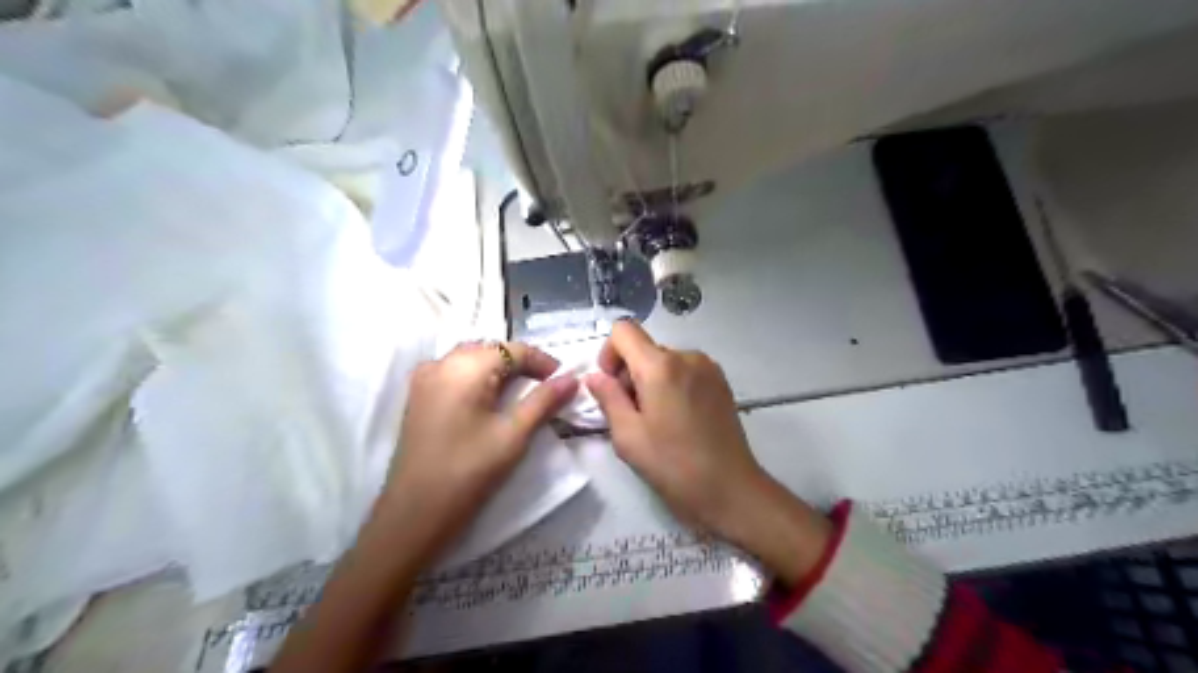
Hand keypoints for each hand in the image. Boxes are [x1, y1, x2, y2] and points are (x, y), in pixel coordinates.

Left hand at [375, 342, 577, 561]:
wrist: (414, 514)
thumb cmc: (468, 471)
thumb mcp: (513, 434)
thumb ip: (544, 401)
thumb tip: (573, 378)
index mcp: (465, 366)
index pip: (513, 349)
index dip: (542, 361)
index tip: (564, 381)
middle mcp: (441, 362)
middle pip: (491, 350)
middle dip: (521, 364)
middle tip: (546, 387)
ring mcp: (424, 378)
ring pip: (472, 359)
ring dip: (499, 370)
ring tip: (522, 393)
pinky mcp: (418, 396)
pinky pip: (454, 372)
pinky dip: (478, 378)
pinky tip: (490, 400)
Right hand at [583, 320, 829, 583]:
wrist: (731, 489)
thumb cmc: (673, 466)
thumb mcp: (628, 436)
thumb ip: (607, 398)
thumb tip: (595, 377)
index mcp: (660, 366)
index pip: (623, 330)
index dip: (609, 353)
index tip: (611, 386)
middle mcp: (687, 356)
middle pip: (645, 347)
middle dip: (630, 373)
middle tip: (633, 415)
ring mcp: (708, 367)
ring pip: (664, 360)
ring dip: (651, 381)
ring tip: (658, 420)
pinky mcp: (720, 381)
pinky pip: (685, 370)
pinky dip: (672, 385)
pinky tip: (678, 419)